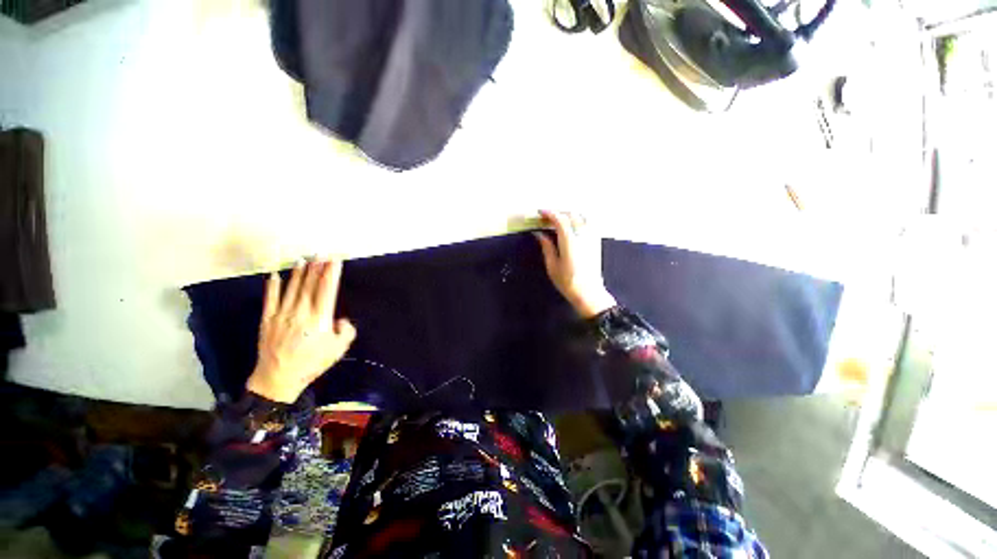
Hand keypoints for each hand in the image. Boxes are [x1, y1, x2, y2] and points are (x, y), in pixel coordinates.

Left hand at [246, 259, 356, 402]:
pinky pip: (270, 299)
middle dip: (317, 268)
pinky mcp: (267, 320)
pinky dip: (272, 286)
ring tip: (304, 259)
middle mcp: (301, 312)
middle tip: (320, 253)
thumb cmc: (311, 364)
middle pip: (310, 285)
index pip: (327, 290)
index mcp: (319, 319)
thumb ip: (346, 332)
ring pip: (292, 288)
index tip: (335, 260)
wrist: (278, 378)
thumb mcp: (338, 350)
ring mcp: (282, 314)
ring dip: (299, 273)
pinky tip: (275, 275)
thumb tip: (342, 319)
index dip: (331, 273)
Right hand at [534, 210, 616, 318]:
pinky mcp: (596, 242)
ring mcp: (591, 238)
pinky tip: (574, 225)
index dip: (549, 213)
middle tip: (547, 217)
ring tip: (560, 219)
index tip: (540, 213)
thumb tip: (539, 234)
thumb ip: (546, 247)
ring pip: (582, 217)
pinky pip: (590, 224)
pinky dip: (580, 219)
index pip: (559, 219)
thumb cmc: (567, 282)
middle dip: (558, 213)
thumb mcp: (552, 265)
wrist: (589, 293)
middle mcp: (582, 235)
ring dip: (570, 214)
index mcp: (569, 241)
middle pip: (571, 215)